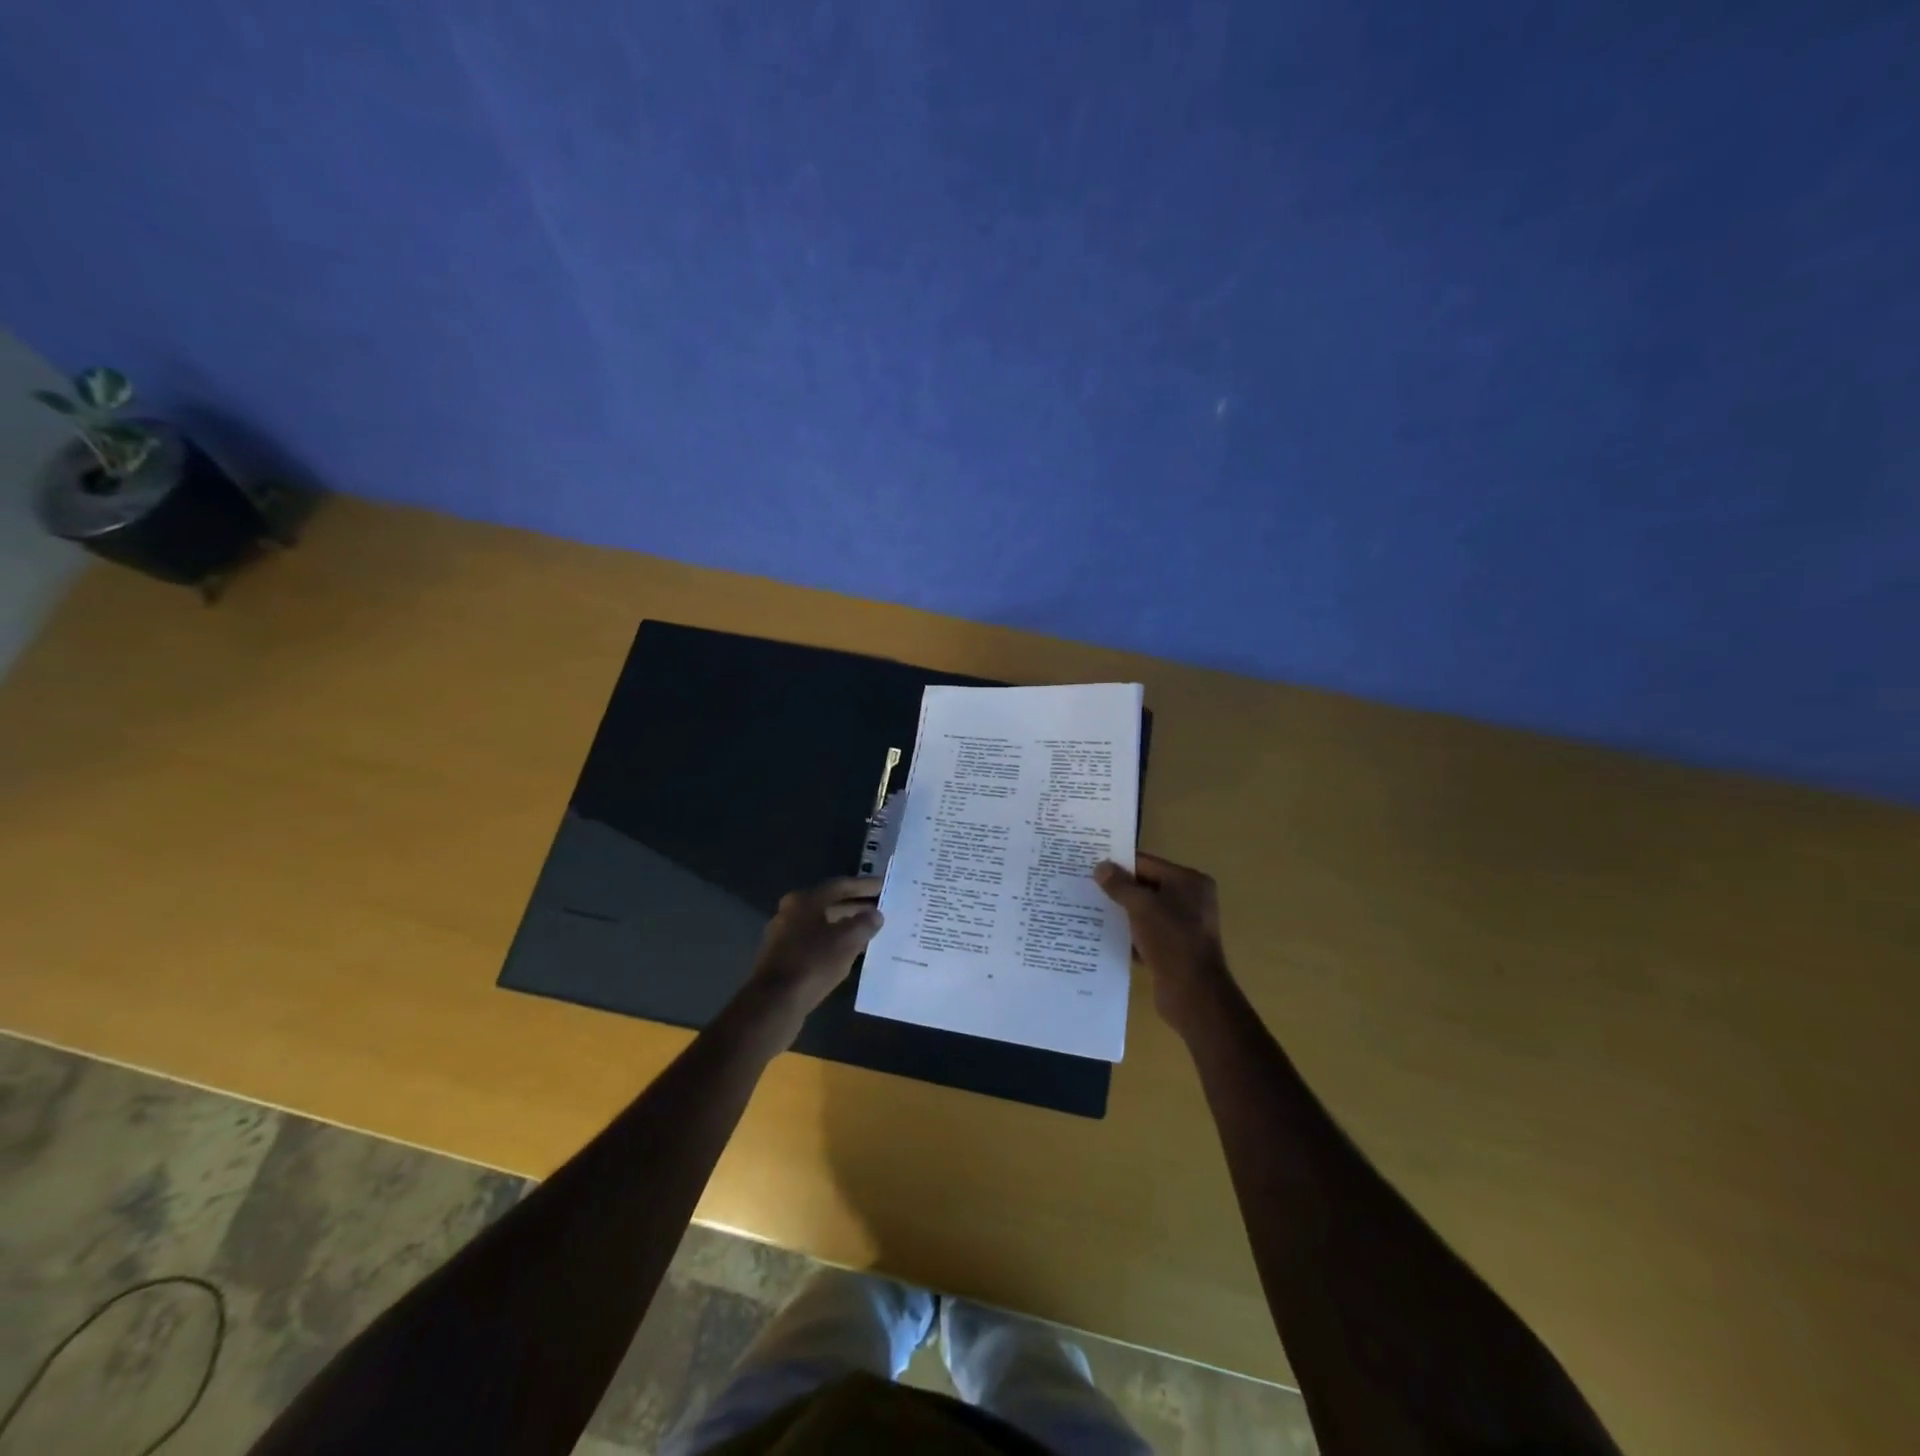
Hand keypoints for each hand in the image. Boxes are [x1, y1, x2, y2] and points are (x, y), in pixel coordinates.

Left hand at [745, 877, 883, 1030]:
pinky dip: (833, 942)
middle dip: (855, 906)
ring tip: (869, 931)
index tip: (883, 886)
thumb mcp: (847, 941)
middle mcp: (790, 912)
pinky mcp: (782, 958)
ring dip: (845, 926)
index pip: (840, 885)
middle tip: (880, 910)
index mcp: (804, 900)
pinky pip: (814, 942)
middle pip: (829, 903)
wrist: (775, 1002)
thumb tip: (875, 914)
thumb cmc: (813, 963)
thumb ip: (864, 923)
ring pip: (822, 924)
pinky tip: (848, 953)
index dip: (864, 885)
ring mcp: (783, 935)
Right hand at [1094, 853, 1229, 1033]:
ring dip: (1121, 912)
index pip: (1147, 863)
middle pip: (1146, 886)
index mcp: (1189, 882)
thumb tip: (1100, 867)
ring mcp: (1183, 926)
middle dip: (1118, 888)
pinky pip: (1146, 933)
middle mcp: (1190, 900)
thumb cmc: (1171, 939)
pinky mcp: (1174, 949)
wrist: (1193, 993)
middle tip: (1085, 885)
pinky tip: (1102, 935)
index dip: (1119, 863)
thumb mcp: (1142, 906)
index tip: (1090, 864)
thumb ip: (1120, 885)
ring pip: (1144, 911)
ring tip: (1088, 908)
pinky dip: (1128, 933)